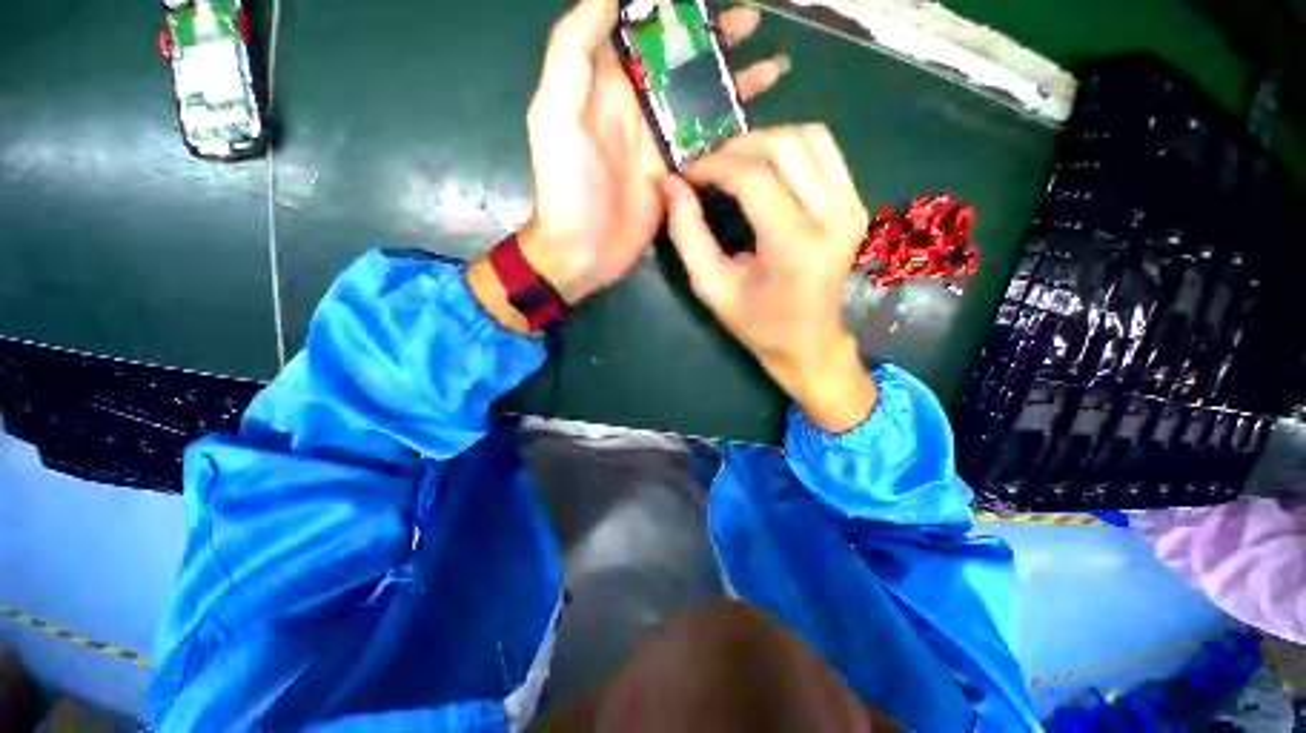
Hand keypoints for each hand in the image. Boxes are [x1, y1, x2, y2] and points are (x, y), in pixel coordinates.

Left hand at [469, 0, 788, 333]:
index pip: (641, 30)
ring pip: (702, 99)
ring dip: (734, 80)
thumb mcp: (555, 113)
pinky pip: (707, 143)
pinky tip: (756, 118)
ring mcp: (661, 141)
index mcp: (608, 84)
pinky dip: (731, 129)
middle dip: (715, 39)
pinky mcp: (677, 172)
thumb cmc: (566, 185)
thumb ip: (574, 50)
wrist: (583, 249)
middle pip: (681, 61)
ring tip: (772, 65)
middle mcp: (639, 105)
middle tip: (752, 20)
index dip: (669, 9)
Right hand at [660, 125, 876, 431]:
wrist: (809, 342)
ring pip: (808, 137)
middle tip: (708, 168)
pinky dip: (790, 149)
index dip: (714, 166)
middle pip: (783, 146)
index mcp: (794, 245)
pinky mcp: (856, 204)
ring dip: (764, 142)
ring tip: (734, 164)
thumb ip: (687, 234)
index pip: (753, 177)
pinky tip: (766, 170)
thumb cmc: (756, 323)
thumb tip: (668, 184)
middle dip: (736, 148)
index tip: (687, 174)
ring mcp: (851, 206)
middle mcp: (832, 217)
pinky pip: (824, 151)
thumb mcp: (711, 286)